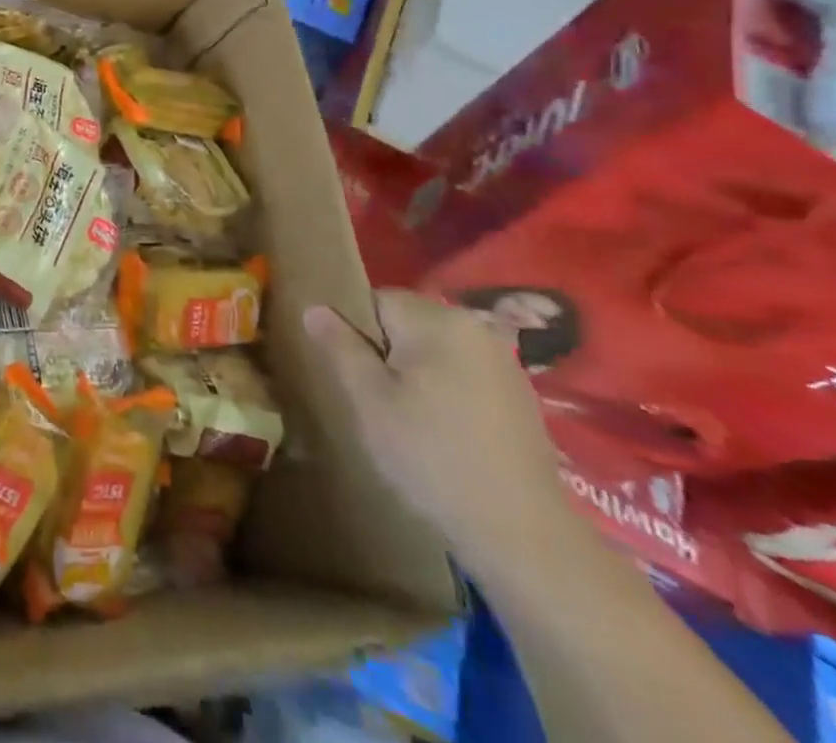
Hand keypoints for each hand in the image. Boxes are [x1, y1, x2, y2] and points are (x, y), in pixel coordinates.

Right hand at [303, 290, 575, 572]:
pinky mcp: (520, 397)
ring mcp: (503, 362)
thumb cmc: (432, 457)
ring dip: (415, 374)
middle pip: (406, 323)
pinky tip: (444, 433)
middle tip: (376, 402)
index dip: (355, 333)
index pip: (375, 300)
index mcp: (437, 320)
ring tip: (408, 421)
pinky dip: (446, 392)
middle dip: (385, 353)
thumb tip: (314, 307)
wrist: (522, 535)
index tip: (354, 376)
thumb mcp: (369, 400)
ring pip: (434, 350)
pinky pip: (463, 374)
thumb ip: (340, 346)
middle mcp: (475, 328)